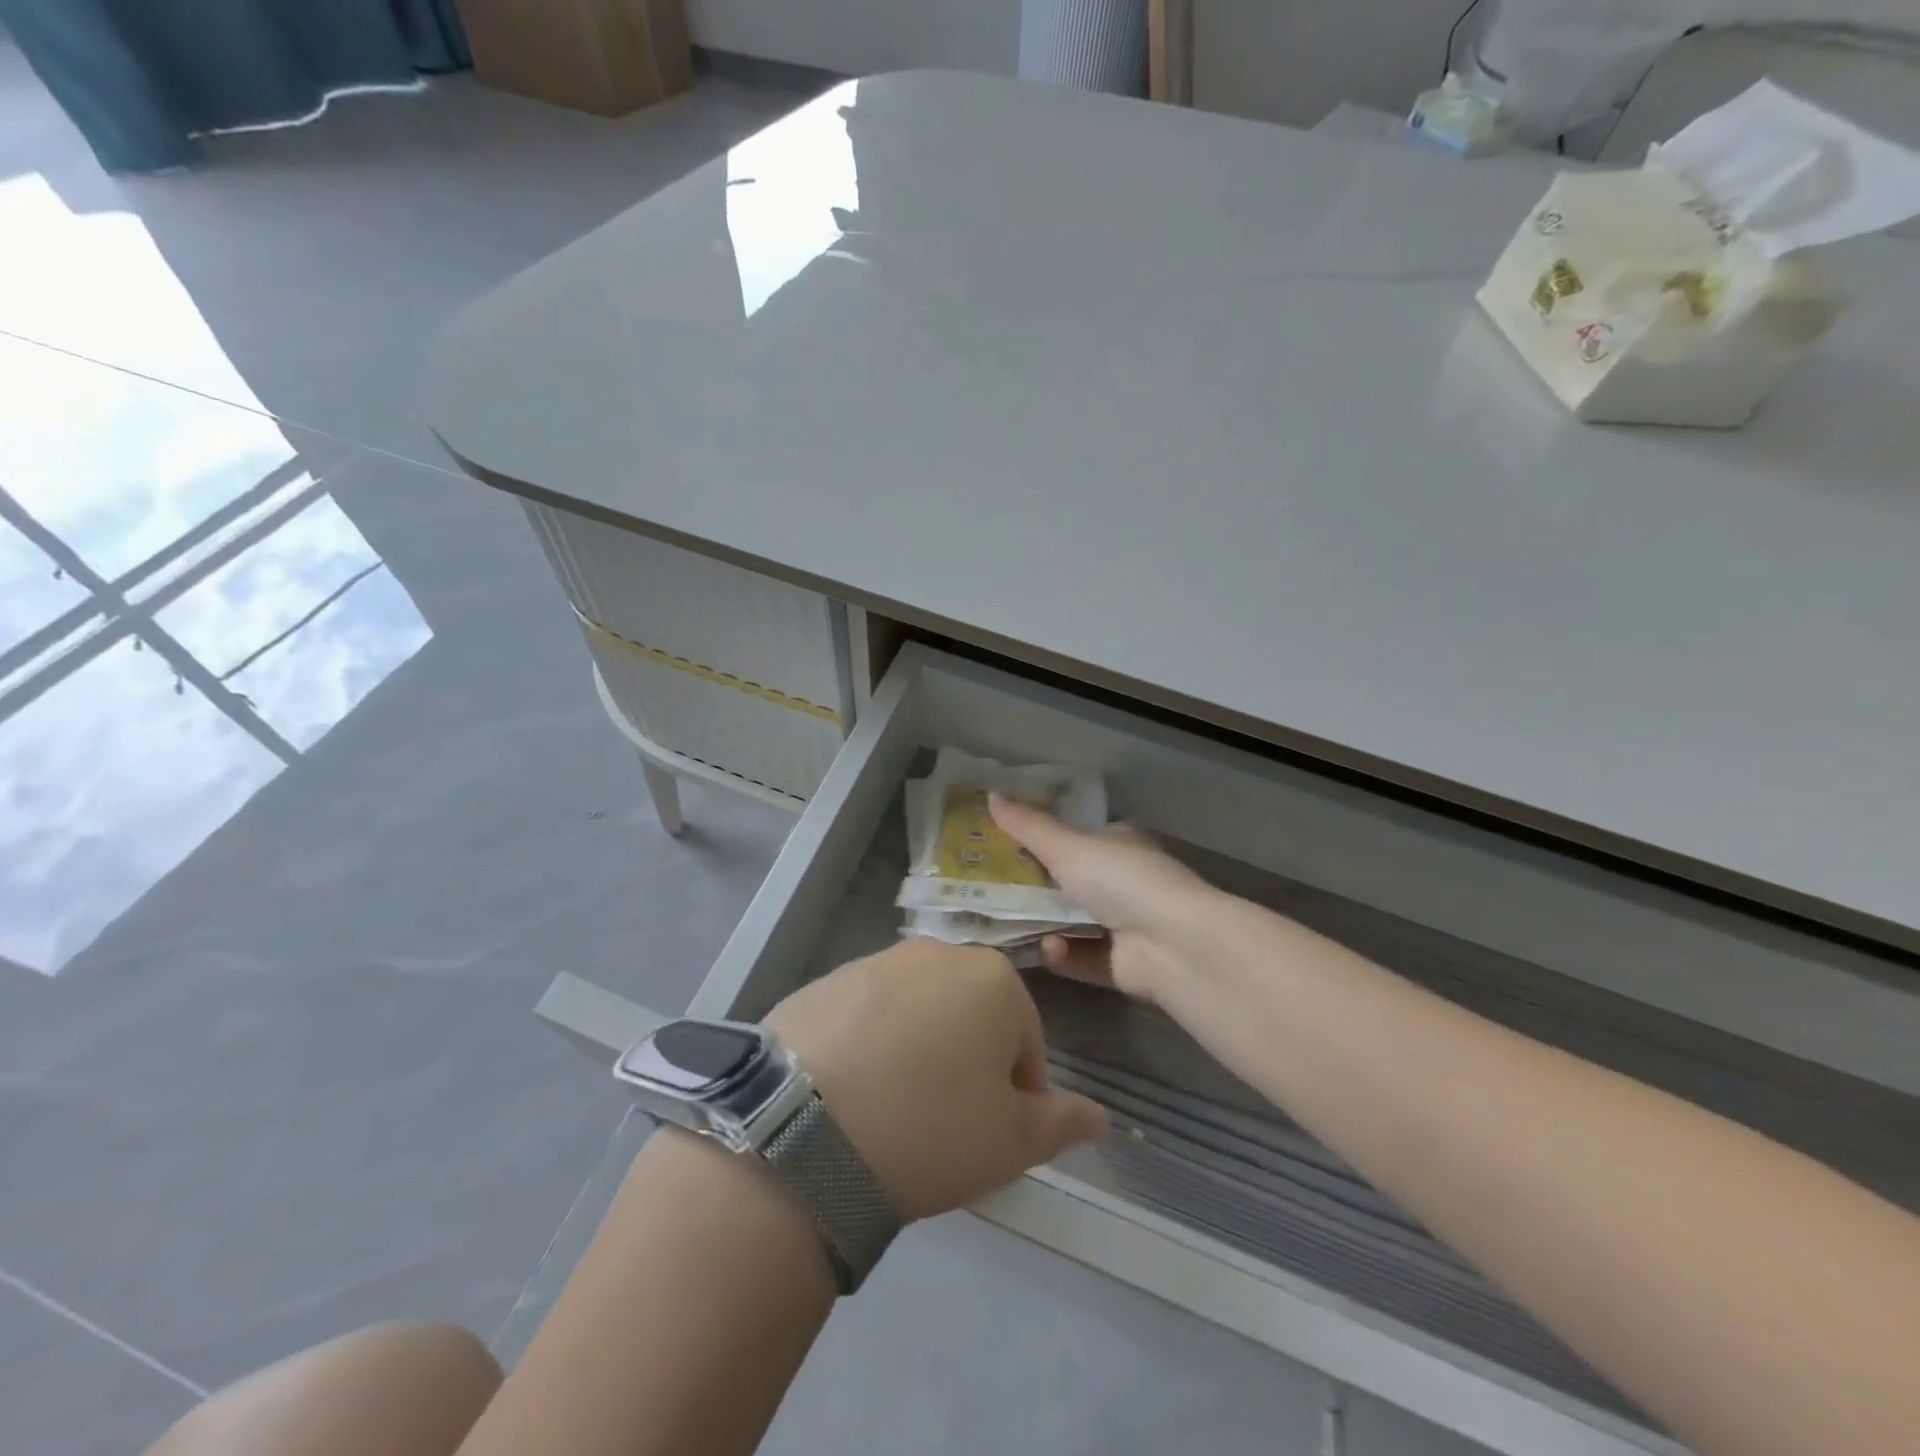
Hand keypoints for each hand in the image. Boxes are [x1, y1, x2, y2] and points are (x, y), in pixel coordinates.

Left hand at [764, 939, 1107, 1221]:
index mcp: (992, 979)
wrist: (800, 1130)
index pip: (1026, 1041)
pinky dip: (868, 1045)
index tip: (988, 1135)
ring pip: (916, 1013)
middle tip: (941, 1124)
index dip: (1016, 1096)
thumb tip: (1099, 1116)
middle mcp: (936, 953)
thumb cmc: (929, 1130)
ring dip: (916, 1051)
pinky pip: (865, 1015)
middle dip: (966, 1065)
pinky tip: (848, 1092)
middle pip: (970, 1017)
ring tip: (890, 1111)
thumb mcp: (1010, 1143)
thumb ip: (1061, 1123)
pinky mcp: (824, 981)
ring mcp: (874, 962)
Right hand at [989, 793, 1217, 1003]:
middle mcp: (1124, 882)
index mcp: (1119, 844)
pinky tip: (1051, 949)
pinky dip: (1064, 954)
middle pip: (1070, 881)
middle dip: (1034, 886)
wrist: (1171, 944)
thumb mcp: (1067, 846)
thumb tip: (991, 794)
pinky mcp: (1121, 965)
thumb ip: (1028, 826)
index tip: (1004, 845)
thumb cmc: (1120, 879)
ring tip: (1008, 921)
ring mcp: (1125, 925)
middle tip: (992, 887)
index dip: (1043, 839)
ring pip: (1072, 922)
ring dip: (1044, 923)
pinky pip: (1081, 957)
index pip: (1078, 837)